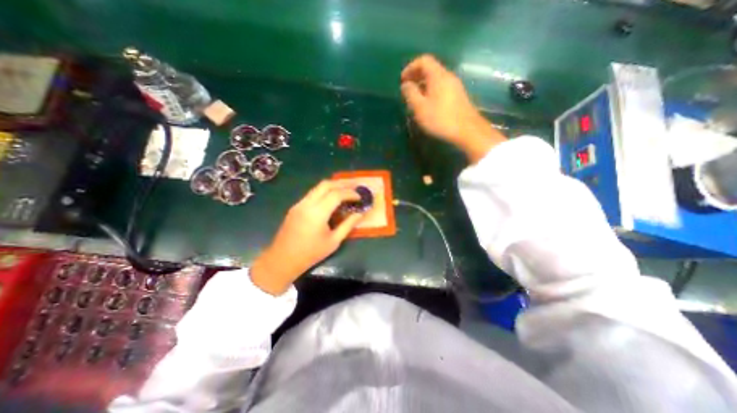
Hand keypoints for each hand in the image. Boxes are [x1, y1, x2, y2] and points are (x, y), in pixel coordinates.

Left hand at [250, 182, 363, 294]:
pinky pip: (312, 194)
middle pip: (326, 184)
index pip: (336, 194)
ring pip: (318, 187)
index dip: (350, 193)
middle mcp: (307, 204)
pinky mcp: (295, 207)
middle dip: (342, 184)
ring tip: (345, 192)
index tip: (360, 197)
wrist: (282, 260)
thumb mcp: (333, 241)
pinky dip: (324, 192)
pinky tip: (331, 200)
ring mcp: (299, 204)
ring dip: (333, 186)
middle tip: (354, 188)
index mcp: (317, 213)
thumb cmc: (310, 253)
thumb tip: (360, 214)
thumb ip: (348, 225)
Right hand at [401, 52, 504, 162]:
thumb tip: (405, 85)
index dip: (410, 67)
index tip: (402, 81)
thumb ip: (410, 93)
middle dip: (416, 76)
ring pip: (436, 79)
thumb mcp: (420, 107)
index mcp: (438, 75)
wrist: (467, 131)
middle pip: (430, 69)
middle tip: (407, 90)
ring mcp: (455, 86)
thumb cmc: (441, 118)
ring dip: (423, 86)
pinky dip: (431, 91)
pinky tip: (428, 105)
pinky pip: (441, 88)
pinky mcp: (458, 96)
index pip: (424, 60)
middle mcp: (448, 76)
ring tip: (415, 99)